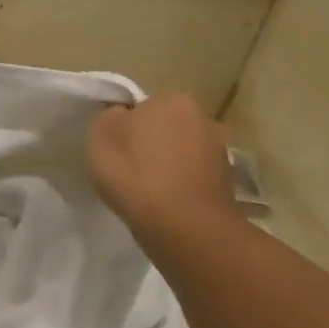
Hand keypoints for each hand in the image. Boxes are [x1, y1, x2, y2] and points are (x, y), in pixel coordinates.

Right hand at [86, 93, 237, 239]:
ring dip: (170, 165)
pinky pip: (195, 179)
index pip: (144, 104)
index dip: (127, 124)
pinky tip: (166, 205)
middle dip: (153, 141)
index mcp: (174, 99)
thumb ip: (109, 116)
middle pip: (168, 126)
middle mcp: (205, 118)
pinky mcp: (229, 185)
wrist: (184, 228)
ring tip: (147, 190)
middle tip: (129, 166)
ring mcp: (221, 153)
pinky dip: (182, 187)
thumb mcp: (99, 135)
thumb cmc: (136, 173)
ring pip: (184, 153)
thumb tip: (122, 117)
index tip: (116, 146)